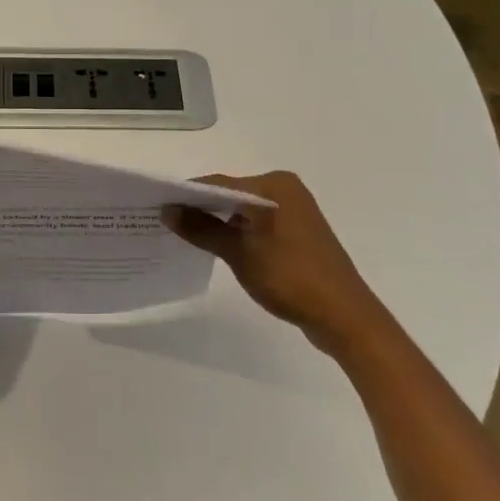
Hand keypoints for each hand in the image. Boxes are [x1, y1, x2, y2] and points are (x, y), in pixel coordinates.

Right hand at [163, 171, 383, 346]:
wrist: (343, 316)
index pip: (218, 183)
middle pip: (230, 194)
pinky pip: (255, 225)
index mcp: (274, 185)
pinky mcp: (295, 234)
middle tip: (164, 221)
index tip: (156, 206)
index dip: (186, 195)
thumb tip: (168, 210)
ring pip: (242, 211)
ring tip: (182, 235)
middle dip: (199, 208)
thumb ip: (202, 228)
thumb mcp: (239, 253)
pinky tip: (214, 246)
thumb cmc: (291, 277)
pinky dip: (235, 233)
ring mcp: (292, 213)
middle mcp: (284, 191)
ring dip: (216, 222)